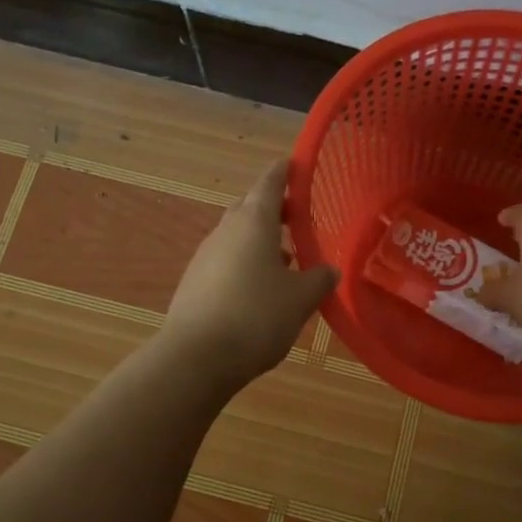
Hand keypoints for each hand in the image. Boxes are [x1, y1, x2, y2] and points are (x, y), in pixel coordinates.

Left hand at [164, 160, 336, 385]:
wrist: (196, 357)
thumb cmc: (257, 316)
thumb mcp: (300, 299)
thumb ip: (318, 279)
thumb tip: (328, 270)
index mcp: (254, 222)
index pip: (269, 184)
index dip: (284, 172)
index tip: (294, 164)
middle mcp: (226, 231)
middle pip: (249, 207)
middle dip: (272, 208)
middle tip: (296, 217)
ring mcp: (204, 256)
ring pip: (236, 237)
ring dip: (259, 241)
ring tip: (285, 261)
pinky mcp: (193, 283)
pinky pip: (224, 261)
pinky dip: (244, 264)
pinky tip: (258, 290)